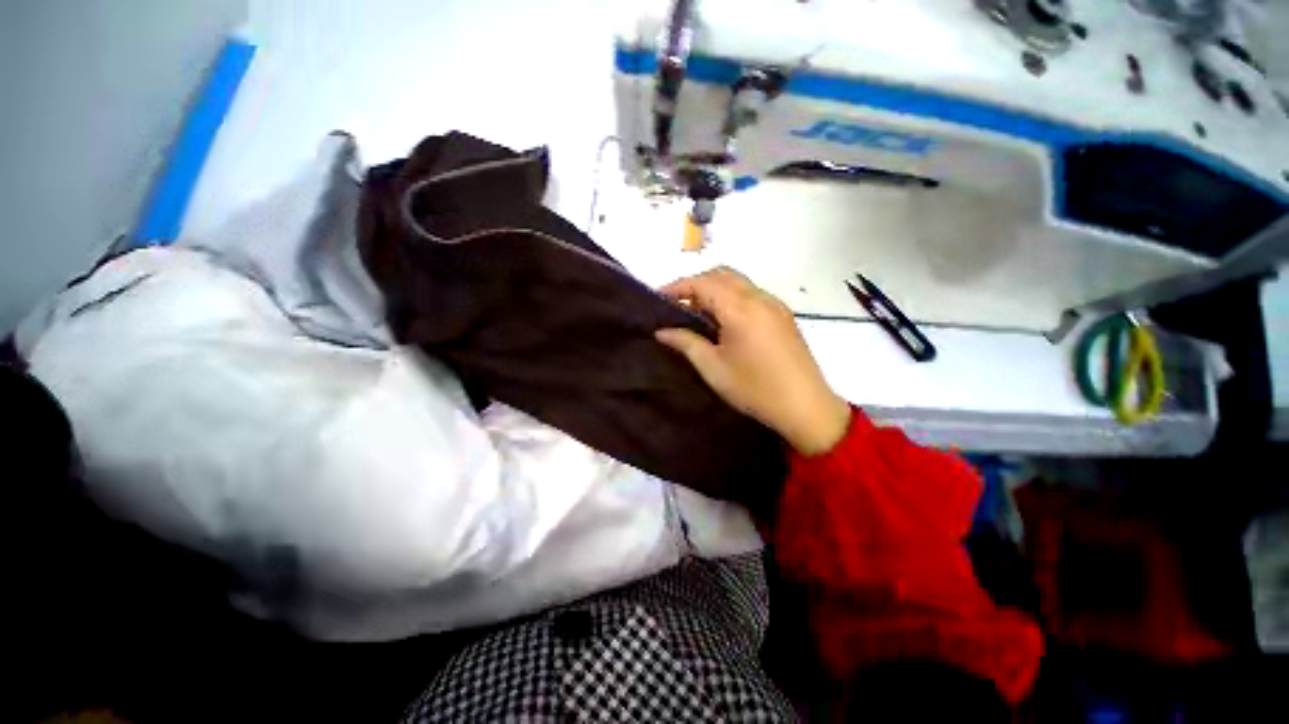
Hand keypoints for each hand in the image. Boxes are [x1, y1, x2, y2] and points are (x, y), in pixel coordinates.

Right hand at [656, 267, 850, 455]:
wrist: (806, 407)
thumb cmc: (754, 389)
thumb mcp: (713, 368)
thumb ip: (685, 343)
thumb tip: (661, 331)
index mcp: (741, 308)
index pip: (703, 283)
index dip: (678, 286)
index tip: (659, 297)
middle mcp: (760, 298)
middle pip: (722, 275)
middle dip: (696, 284)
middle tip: (677, 304)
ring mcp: (775, 305)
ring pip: (738, 283)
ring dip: (715, 289)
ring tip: (697, 313)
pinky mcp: (783, 315)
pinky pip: (752, 294)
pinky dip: (732, 297)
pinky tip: (724, 320)